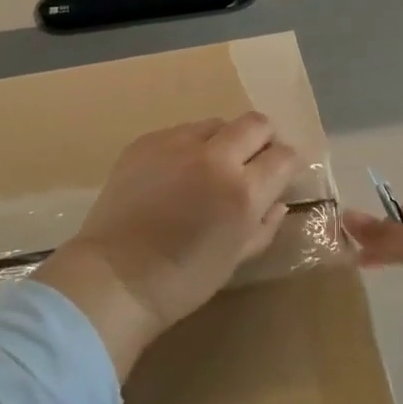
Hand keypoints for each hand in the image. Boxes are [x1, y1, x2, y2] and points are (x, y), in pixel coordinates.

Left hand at [36, 114, 298, 379]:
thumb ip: (264, 225)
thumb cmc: (182, 280)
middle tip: (254, 160)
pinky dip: (189, 147)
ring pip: (216, 123)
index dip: (288, 163)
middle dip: (263, 139)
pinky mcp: (146, 141)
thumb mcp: (236, 259)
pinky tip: (176, 173)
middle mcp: (215, 158)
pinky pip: (180, 132)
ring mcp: (176, 144)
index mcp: (242, 192)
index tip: (281, 173)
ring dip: (224, 140)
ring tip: (210, 167)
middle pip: (256, 123)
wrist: (114, 277)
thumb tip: (277, 201)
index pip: (283, 156)